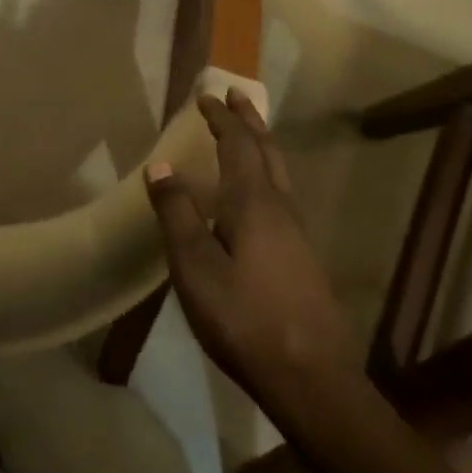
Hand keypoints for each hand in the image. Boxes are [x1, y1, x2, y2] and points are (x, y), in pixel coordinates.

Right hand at [145, 89, 359, 409]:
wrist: (311, 377)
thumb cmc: (244, 318)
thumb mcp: (196, 267)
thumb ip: (177, 215)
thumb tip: (160, 166)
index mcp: (254, 204)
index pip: (238, 146)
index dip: (222, 119)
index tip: (207, 96)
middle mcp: (281, 209)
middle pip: (268, 152)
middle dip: (250, 121)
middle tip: (237, 96)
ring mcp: (297, 234)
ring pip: (279, 174)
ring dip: (262, 146)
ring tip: (247, 135)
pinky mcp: (302, 258)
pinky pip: (281, 196)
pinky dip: (265, 175)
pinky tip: (257, 198)